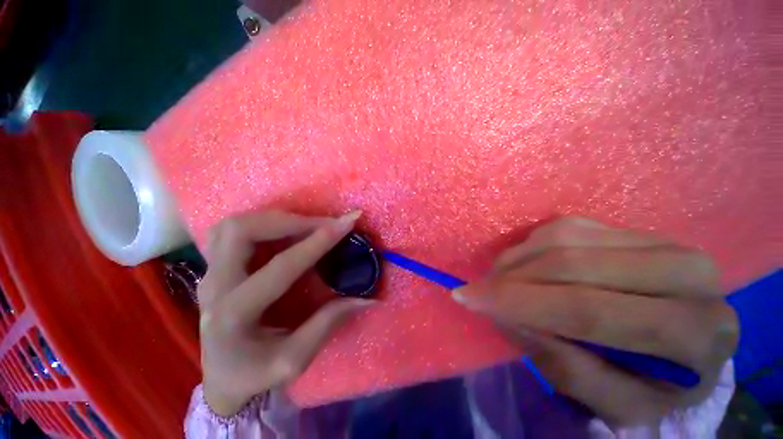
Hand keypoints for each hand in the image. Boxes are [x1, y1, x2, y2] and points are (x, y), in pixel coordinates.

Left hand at [198, 210, 370, 416]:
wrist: (220, 378)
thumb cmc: (255, 373)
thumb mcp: (294, 360)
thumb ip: (329, 324)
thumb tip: (367, 299)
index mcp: (234, 315)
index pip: (283, 266)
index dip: (319, 241)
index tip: (347, 222)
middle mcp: (215, 287)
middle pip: (242, 231)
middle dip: (290, 220)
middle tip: (324, 223)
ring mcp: (208, 273)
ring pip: (233, 225)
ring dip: (275, 219)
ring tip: (307, 225)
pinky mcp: (213, 268)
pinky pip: (230, 231)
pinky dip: (260, 223)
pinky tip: (282, 230)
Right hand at [453, 217, 738, 425]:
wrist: (685, 343)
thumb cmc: (653, 384)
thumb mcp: (612, 401)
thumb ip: (561, 363)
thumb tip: (505, 314)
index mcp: (697, 334)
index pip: (590, 312)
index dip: (519, 303)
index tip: (468, 298)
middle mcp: (690, 274)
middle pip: (572, 266)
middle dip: (510, 278)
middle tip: (477, 289)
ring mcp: (661, 240)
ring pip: (564, 238)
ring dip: (517, 260)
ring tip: (499, 279)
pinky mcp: (632, 227)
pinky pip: (565, 226)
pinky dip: (531, 246)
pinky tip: (522, 265)